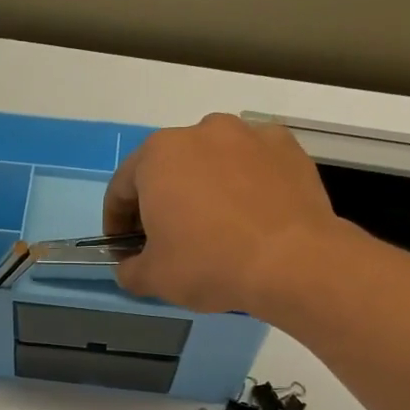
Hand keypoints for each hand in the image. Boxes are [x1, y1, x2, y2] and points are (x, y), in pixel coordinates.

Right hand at [102, 114, 340, 314]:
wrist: (293, 262)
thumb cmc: (210, 263)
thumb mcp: (154, 278)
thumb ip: (130, 269)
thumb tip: (130, 267)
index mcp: (158, 155)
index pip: (121, 188)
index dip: (116, 222)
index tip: (123, 249)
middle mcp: (200, 131)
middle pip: (167, 168)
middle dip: (161, 201)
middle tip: (166, 239)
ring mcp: (247, 134)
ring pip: (211, 161)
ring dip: (203, 187)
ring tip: (214, 225)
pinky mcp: (286, 147)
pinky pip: (252, 164)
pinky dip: (245, 183)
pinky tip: (251, 215)